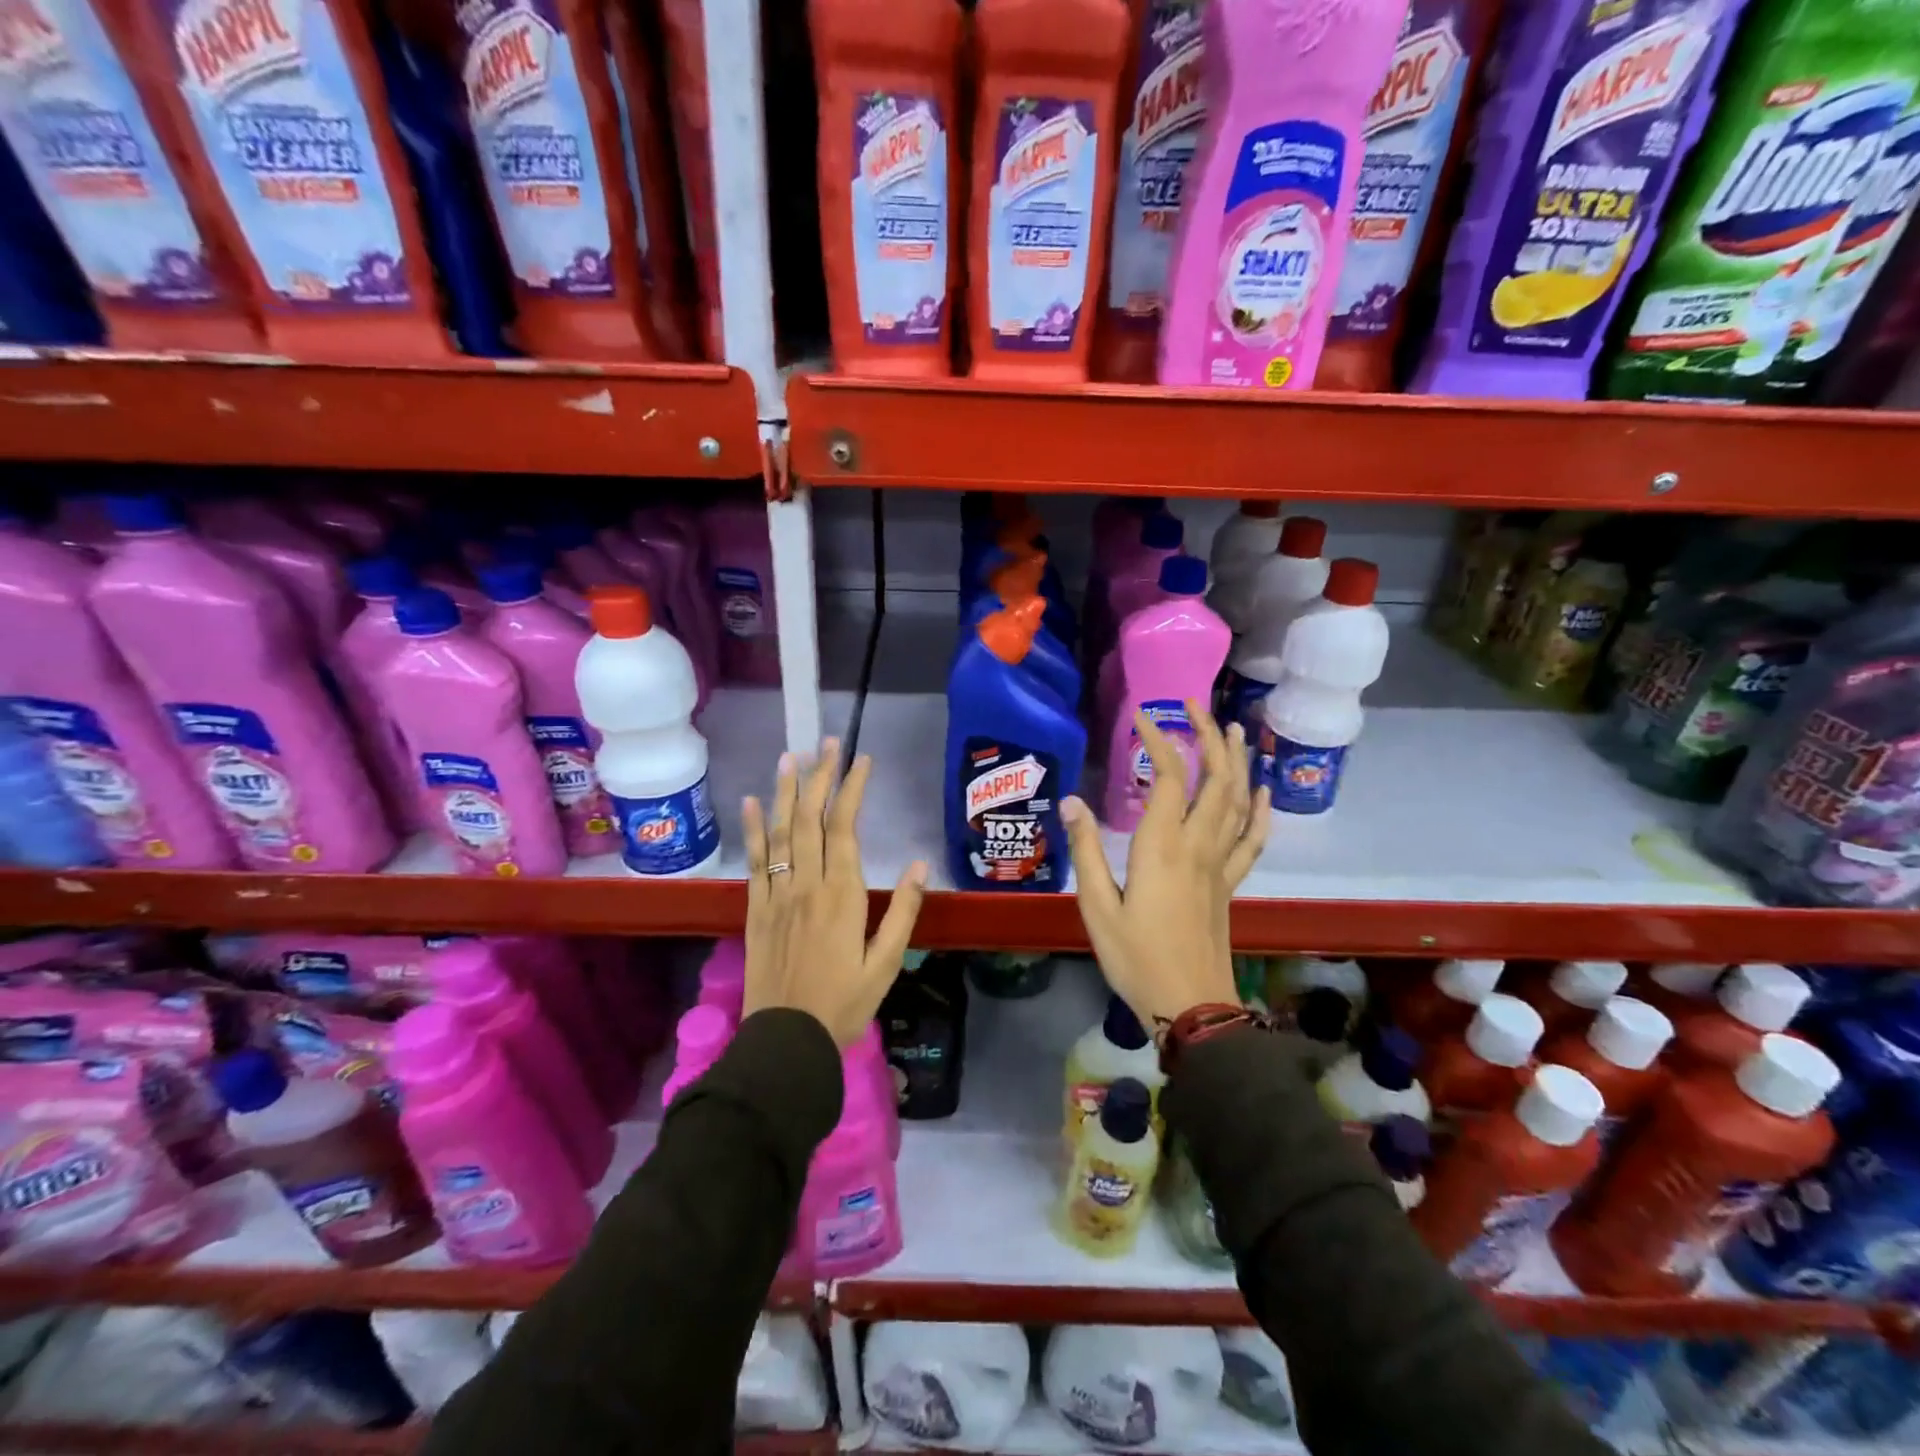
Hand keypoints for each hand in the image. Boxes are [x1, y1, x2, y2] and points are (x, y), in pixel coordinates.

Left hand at [740, 739, 927, 1047]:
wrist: (785, 1041)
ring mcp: (776, 895)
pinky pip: (753, 862)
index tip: (861, 760)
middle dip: (820, 777)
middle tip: (827, 743)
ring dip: (785, 792)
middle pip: (810, 820)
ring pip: (780, 832)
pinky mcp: (755, 910)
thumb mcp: (886, 964)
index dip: (852, 790)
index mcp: (842, 895)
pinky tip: (751, 804)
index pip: (845, 828)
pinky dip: (753, 830)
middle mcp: (806, 885)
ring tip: (791, 757)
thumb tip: (918, 865)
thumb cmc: (843, 1005)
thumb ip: (902, 911)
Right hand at [1062, 702, 1270, 1034]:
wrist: (1190, 1006)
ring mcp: (1220, 865)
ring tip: (1235, 730)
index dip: (1159, 741)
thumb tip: (1072, 800)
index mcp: (1162, 847)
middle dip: (1209, 737)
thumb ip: (1086, 850)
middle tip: (1196, 707)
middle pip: (1215, 780)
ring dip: (1238, 762)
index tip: (1142, 717)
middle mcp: (1198, 846)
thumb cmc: (1135, 957)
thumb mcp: (1096, 906)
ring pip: (1238, 802)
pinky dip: (1260, 811)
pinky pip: (1252, 840)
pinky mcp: (1230, 884)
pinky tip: (1262, 791)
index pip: (1170, 778)